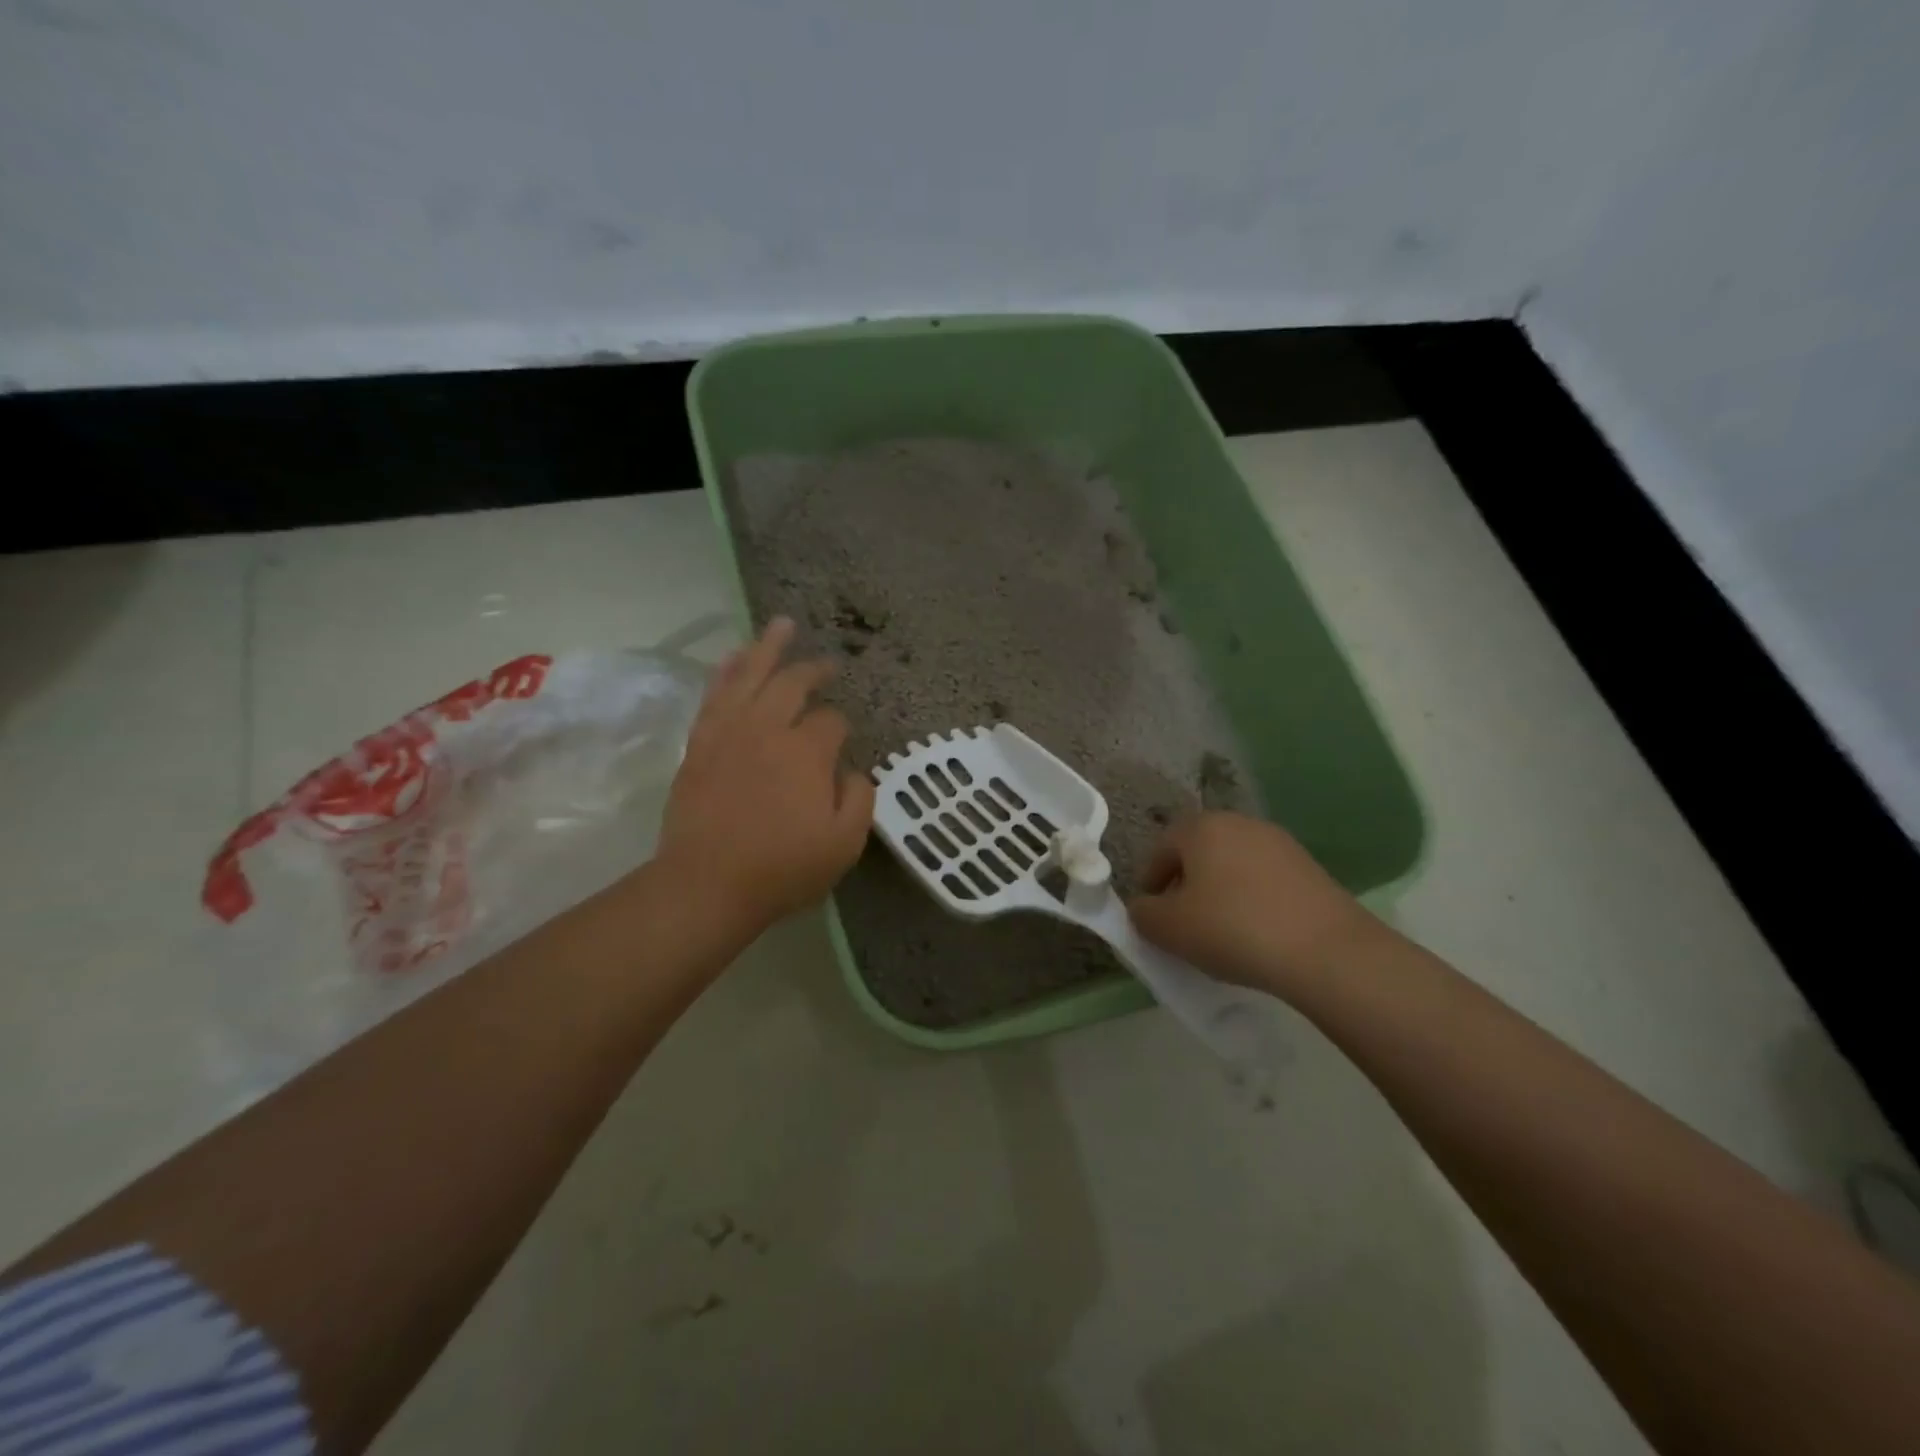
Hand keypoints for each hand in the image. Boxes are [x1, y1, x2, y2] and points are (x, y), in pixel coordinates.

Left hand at [656, 618, 874, 934]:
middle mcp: (768, 728)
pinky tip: (734, 656)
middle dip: (814, 671)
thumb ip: (860, 799)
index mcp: (807, 752)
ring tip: (783, 624)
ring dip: (769, 647)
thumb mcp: (844, 844)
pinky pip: (714, 694)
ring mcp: (729, 731)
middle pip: (793, 684)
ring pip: (750, 675)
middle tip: (828, 665)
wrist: (707, 884)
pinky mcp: (700, 743)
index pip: (832, 721)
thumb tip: (853, 770)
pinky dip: (727, 670)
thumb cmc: (782, 868)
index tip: (843, 743)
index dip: (842, 727)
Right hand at [1128, 812, 1385, 995]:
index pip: (1159, 850)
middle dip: (1185, 887)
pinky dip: (1251, 901)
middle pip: (1197, 854)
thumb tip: (1145, 908)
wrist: (1327, 951)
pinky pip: (1263, 881)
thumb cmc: (1233, 929)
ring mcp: (1279, 842)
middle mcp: (1239, 822)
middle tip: (1183, 926)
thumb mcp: (1168, 928)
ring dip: (1219, 894)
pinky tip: (1257, 934)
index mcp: (1200, 827)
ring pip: (1232, 866)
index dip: (1149, 885)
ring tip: (1221, 934)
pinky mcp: (1309, 867)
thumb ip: (1142, 914)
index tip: (1152, 919)